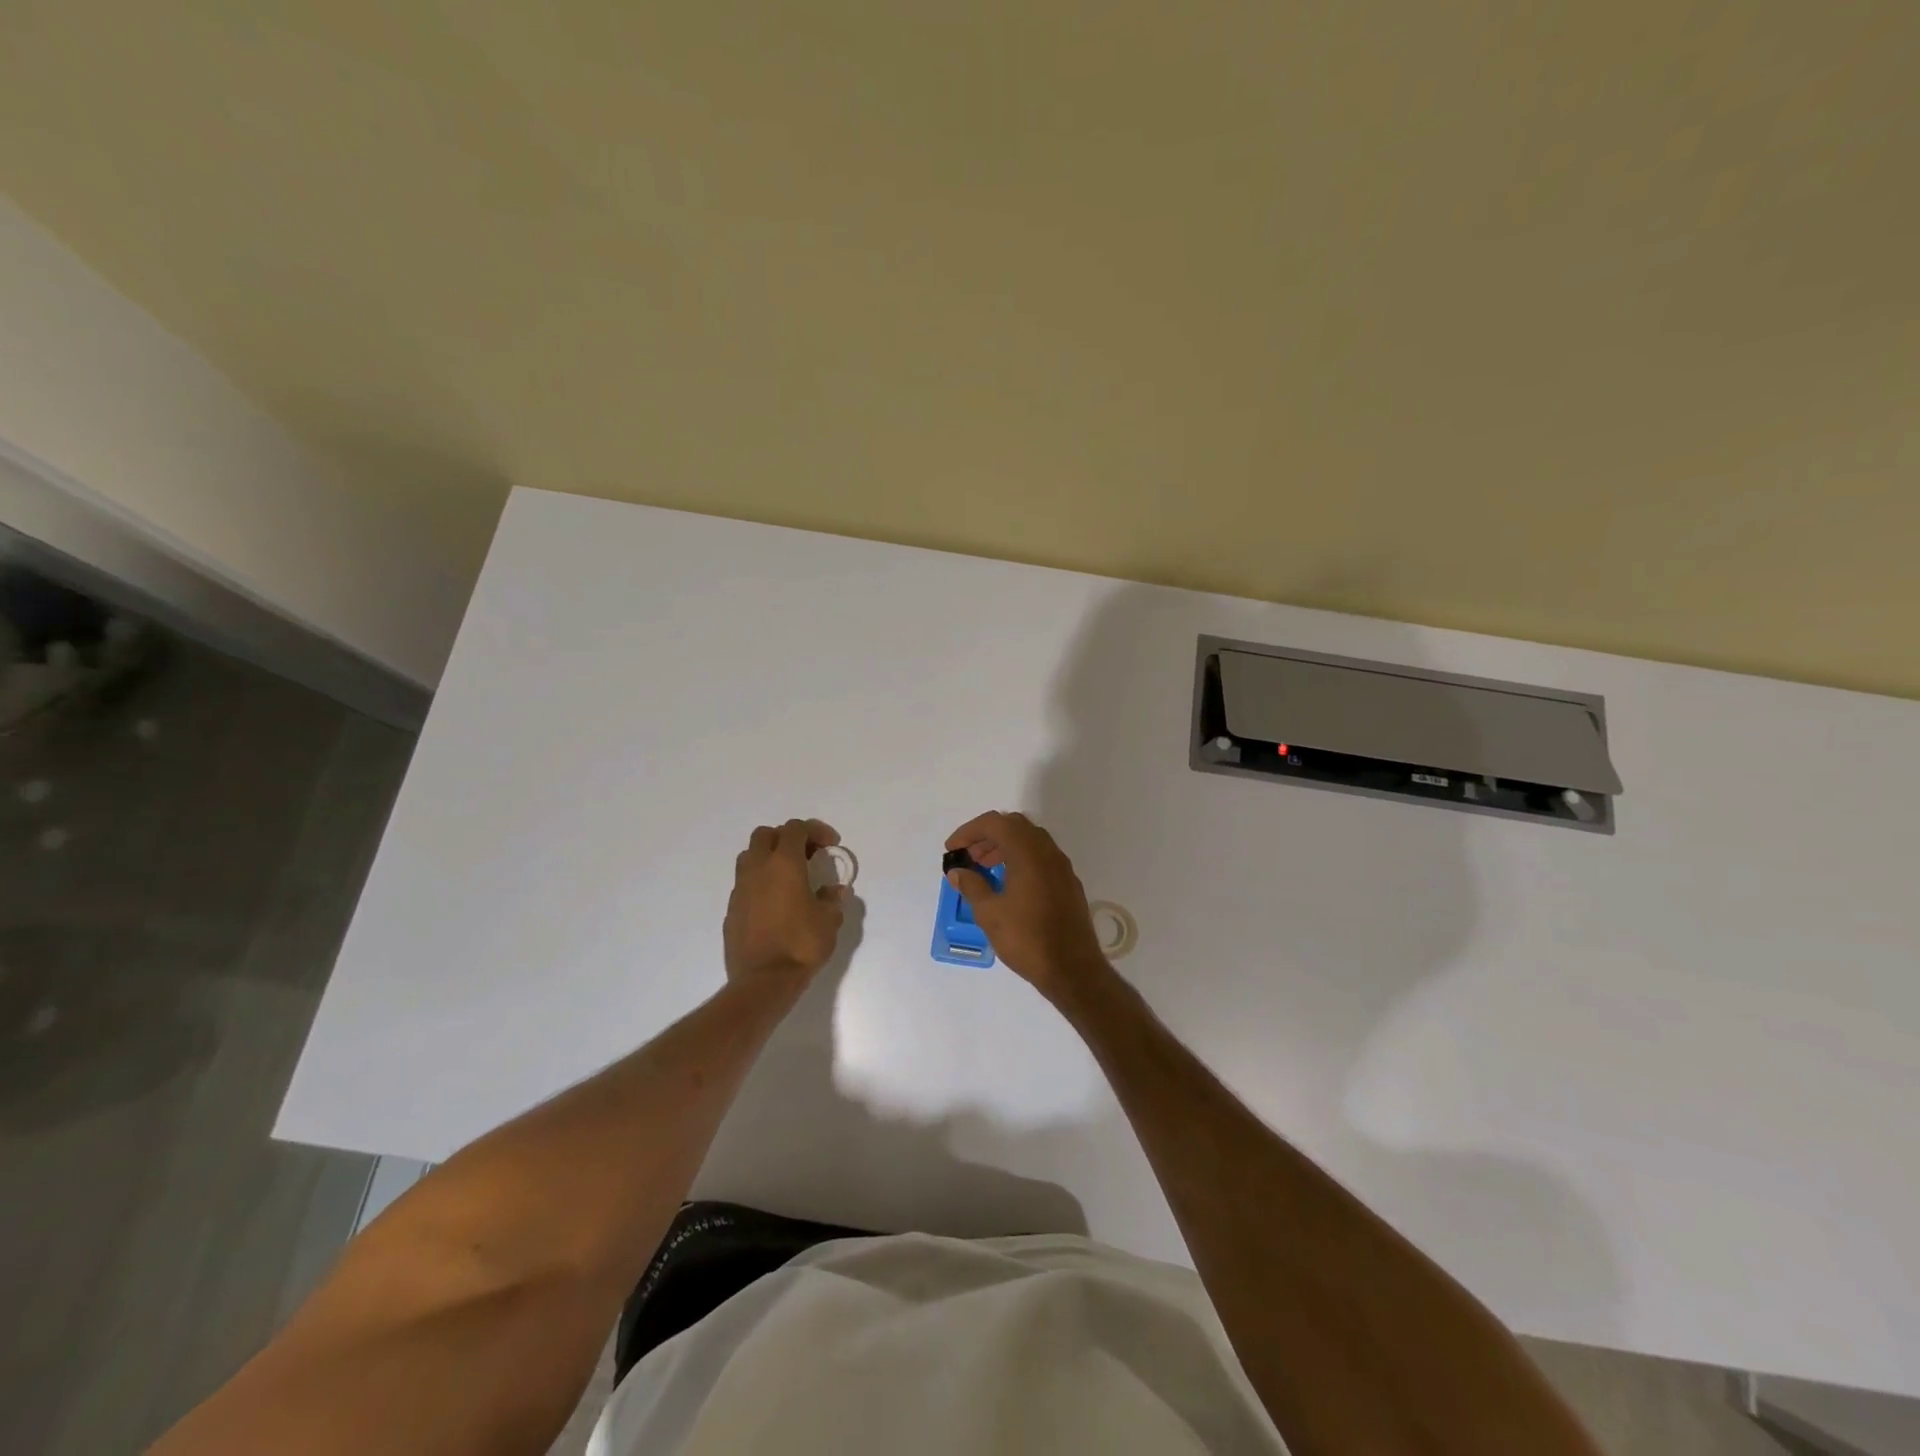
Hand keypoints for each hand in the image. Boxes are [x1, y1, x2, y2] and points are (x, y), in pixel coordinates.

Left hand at [724, 819, 847, 988]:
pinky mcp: (731, 909)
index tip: (831, 845)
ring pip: (750, 856)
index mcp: (784, 864)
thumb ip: (831, 900)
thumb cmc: (801, 945)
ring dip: (769, 857)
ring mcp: (740, 888)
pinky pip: (745, 883)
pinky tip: (775, 902)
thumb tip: (833, 891)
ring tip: (788, 876)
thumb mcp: (828, 921)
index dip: (815, 830)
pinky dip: (760, 882)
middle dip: (788, 838)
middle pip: (766, 834)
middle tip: (807, 855)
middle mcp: (758, 869)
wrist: (762, 981)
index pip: (795, 828)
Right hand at [944, 811, 1109, 1003]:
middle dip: (988, 835)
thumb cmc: (1027, 939)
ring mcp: (1062, 867)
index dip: (969, 831)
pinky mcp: (1068, 883)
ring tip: (984, 869)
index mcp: (1028, 852)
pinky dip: (1021, 859)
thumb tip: (958, 872)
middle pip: (1014, 826)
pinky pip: (1042, 857)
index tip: (952, 849)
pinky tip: (1009, 884)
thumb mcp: (990, 914)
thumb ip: (971, 886)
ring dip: (1005, 846)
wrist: (1072, 969)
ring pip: (1030, 840)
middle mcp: (1048, 851)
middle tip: (969, 856)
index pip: (994, 823)